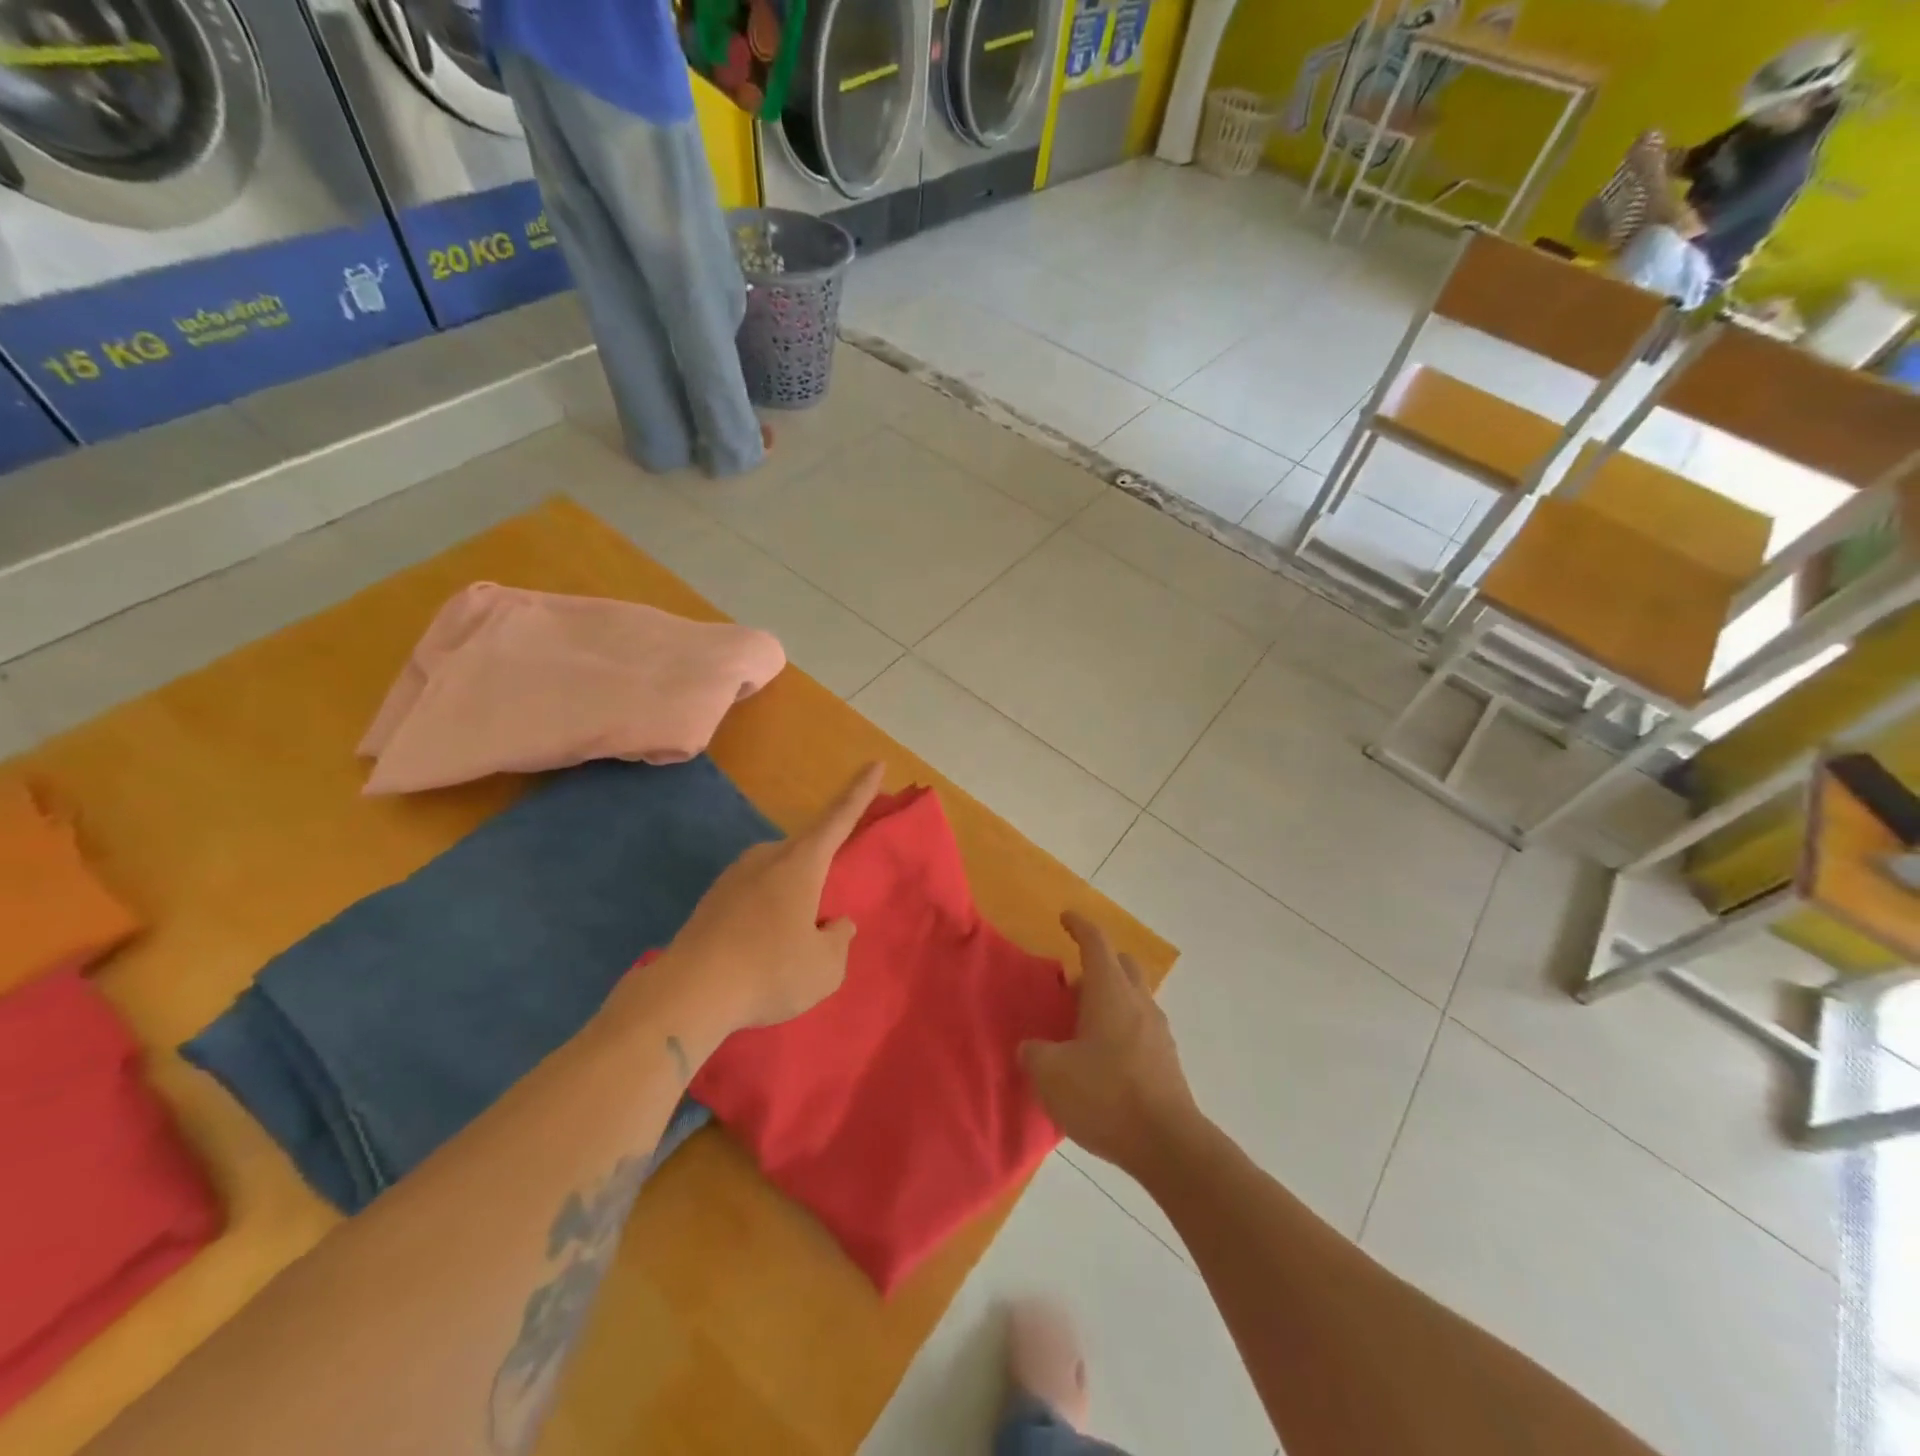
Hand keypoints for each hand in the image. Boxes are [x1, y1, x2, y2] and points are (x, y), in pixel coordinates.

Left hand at [657, 761, 883, 1033]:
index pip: (839, 817)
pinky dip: (766, 912)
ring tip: (794, 938)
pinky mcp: (711, 900)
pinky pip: (753, 895)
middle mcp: (767, 858)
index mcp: (801, 863)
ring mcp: (733, 876)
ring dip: (791, 896)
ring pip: (778, 875)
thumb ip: (839, 940)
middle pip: (806, 850)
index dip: (860, 791)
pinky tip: (763, 947)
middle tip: (830, 901)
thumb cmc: (769, 972)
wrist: (687, 995)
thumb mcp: (825, 967)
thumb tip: (835, 924)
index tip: (875, 763)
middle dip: (822, 867)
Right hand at [1019, 911, 1196, 1174]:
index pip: (1096, 943)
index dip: (1079, 925)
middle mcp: (1138, 1002)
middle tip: (1071, 981)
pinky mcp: (1167, 1060)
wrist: (1168, 1145)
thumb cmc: (1106, 1096)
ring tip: (1082, 1023)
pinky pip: (1140, 1027)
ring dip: (1110, 997)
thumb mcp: (1051, 1074)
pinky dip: (1121, 1026)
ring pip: (1133, 996)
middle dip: (1098, 963)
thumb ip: (1034, 1053)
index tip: (1065, 918)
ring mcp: (1158, 1031)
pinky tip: (1102, 1056)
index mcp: (1110, 991)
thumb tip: (1032, 1048)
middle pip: (1122, 964)